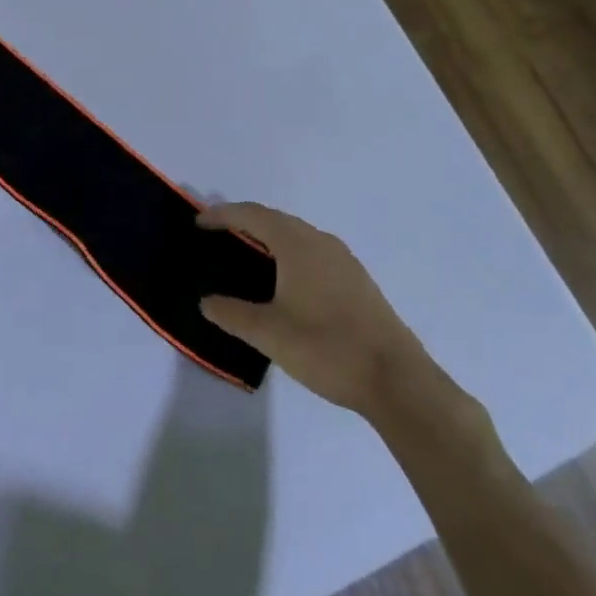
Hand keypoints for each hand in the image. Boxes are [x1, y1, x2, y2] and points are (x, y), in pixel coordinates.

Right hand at [198, 202, 435, 420]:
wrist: (397, 380)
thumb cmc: (327, 348)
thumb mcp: (268, 334)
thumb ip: (231, 314)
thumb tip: (207, 301)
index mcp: (298, 245)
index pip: (253, 215)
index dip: (222, 215)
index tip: (198, 223)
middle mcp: (321, 242)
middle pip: (275, 219)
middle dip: (244, 222)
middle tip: (216, 236)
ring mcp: (344, 261)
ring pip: (297, 236)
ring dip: (268, 238)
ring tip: (244, 255)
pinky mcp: (357, 281)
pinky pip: (312, 252)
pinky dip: (288, 254)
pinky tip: (282, 281)